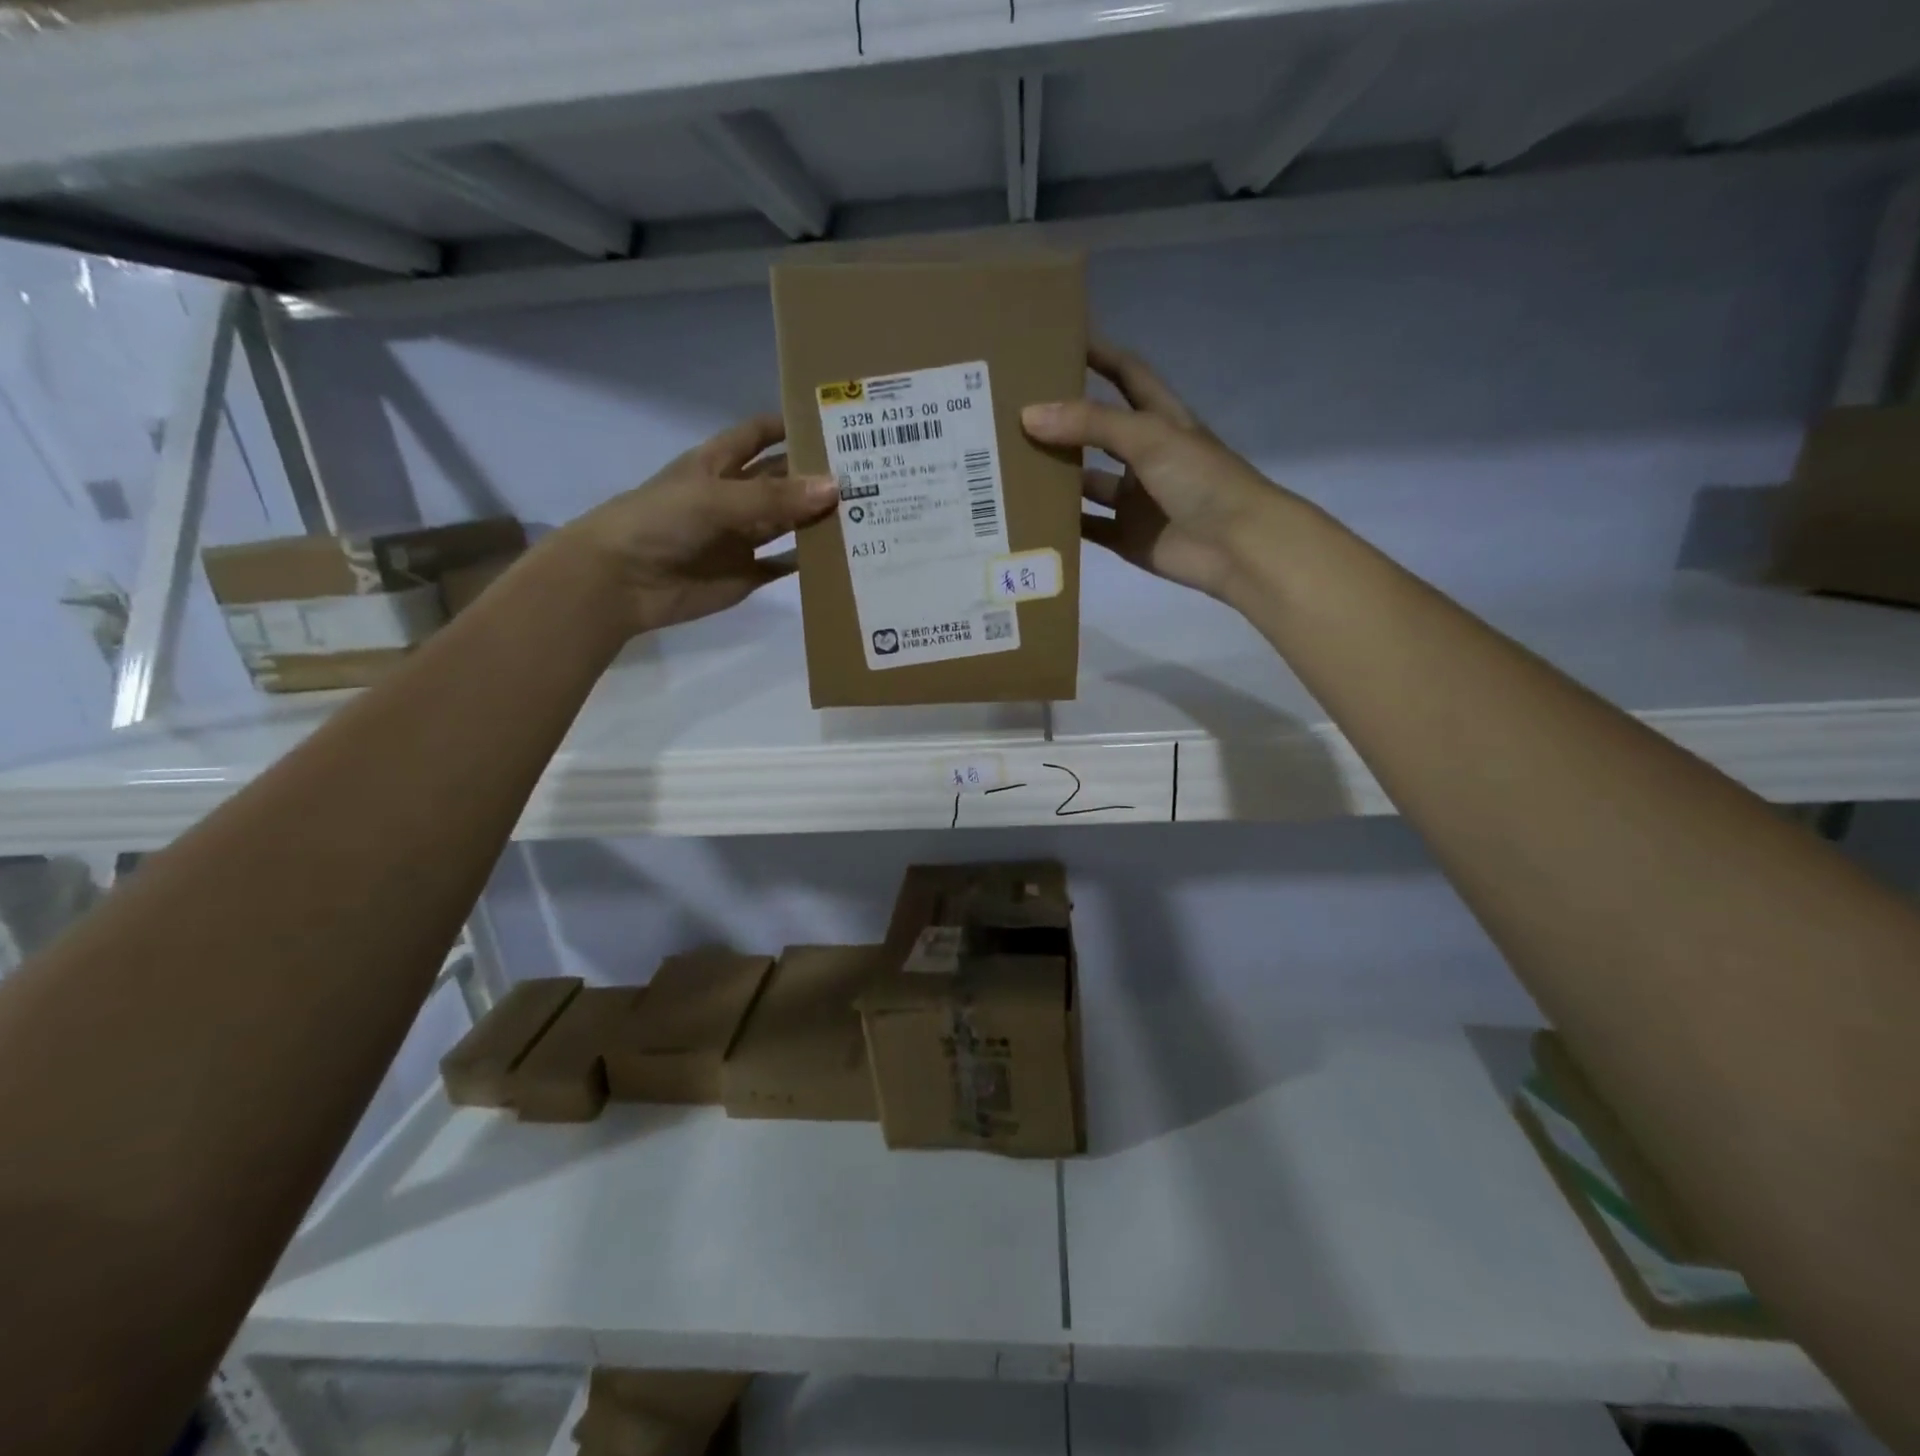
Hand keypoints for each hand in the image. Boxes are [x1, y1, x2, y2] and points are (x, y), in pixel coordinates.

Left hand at [554, 415, 837, 636]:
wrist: (621, 582)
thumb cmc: (659, 522)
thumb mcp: (715, 498)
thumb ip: (774, 497)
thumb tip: (835, 487)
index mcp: (718, 464)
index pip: (759, 434)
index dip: (790, 424)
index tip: (834, 421)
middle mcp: (734, 497)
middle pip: (782, 480)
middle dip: (816, 475)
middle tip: (867, 471)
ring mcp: (741, 537)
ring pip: (788, 522)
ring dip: (818, 518)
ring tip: (865, 511)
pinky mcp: (746, 574)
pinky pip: (783, 565)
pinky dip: (808, 563)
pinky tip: (840, 556)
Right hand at [1021, 342, 1286, 600]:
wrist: (1236, 546)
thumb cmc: (1201, 478)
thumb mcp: (1148, 437)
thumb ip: (1091, 424)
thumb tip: (1029, 415)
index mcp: (1159, 420)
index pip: (1126, 375)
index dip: (1098, 354)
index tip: (1056, 340)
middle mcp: (1144, 456)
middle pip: (1096, 430)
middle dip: (1061, 420)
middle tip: (1012, 408)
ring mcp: (1134, 499)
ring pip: (1086, 482)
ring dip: (1055, 475)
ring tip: (1008, 463)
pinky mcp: (1126, 536)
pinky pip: (1087, 528)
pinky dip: (1062, 524)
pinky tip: (1028, 516)